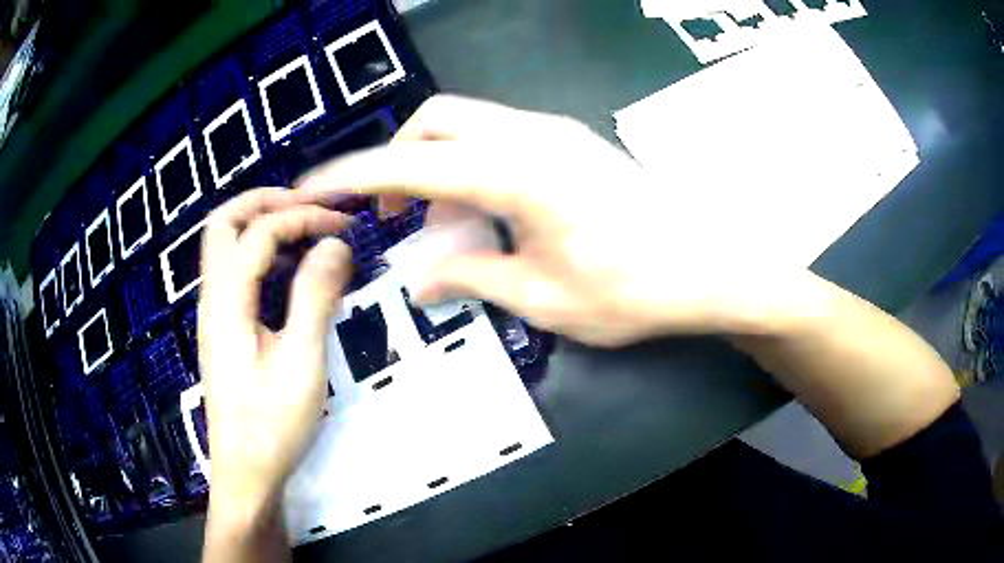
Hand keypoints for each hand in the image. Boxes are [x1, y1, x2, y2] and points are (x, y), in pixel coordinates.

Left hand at [198, 189, 351, 516]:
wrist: (246, 473)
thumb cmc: (273, 424)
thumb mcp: (302, 361)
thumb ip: (316, 296)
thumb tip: (336, 244)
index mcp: (227, 301)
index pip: (259, 232)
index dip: (302, 217)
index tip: (345, 226)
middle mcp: (213, 298)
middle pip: (224, 222)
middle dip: (267, 201)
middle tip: (310, 204)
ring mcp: (215, 313)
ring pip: (225, 245)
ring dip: (262, 224)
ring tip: (306, 229)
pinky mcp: (224, 330)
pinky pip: (237, 273)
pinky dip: (263, 255)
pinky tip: (292, 273)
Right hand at [299, 95, 799, 346]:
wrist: (708, 264)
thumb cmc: (632, 289)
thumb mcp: (541, 298)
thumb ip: (471, 277)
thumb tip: (419, 279)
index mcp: (515, 173)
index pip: (410, 164)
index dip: (354, 174)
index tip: (315, 186)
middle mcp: (530, 136)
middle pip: (436, 122)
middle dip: (400, 161)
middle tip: (398, 216)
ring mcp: (555, 132)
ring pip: (468, 126)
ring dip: (439, 166)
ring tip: (448, 227)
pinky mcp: (571, 143)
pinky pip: (500, 138)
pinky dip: (473, 166)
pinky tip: (489, 213)